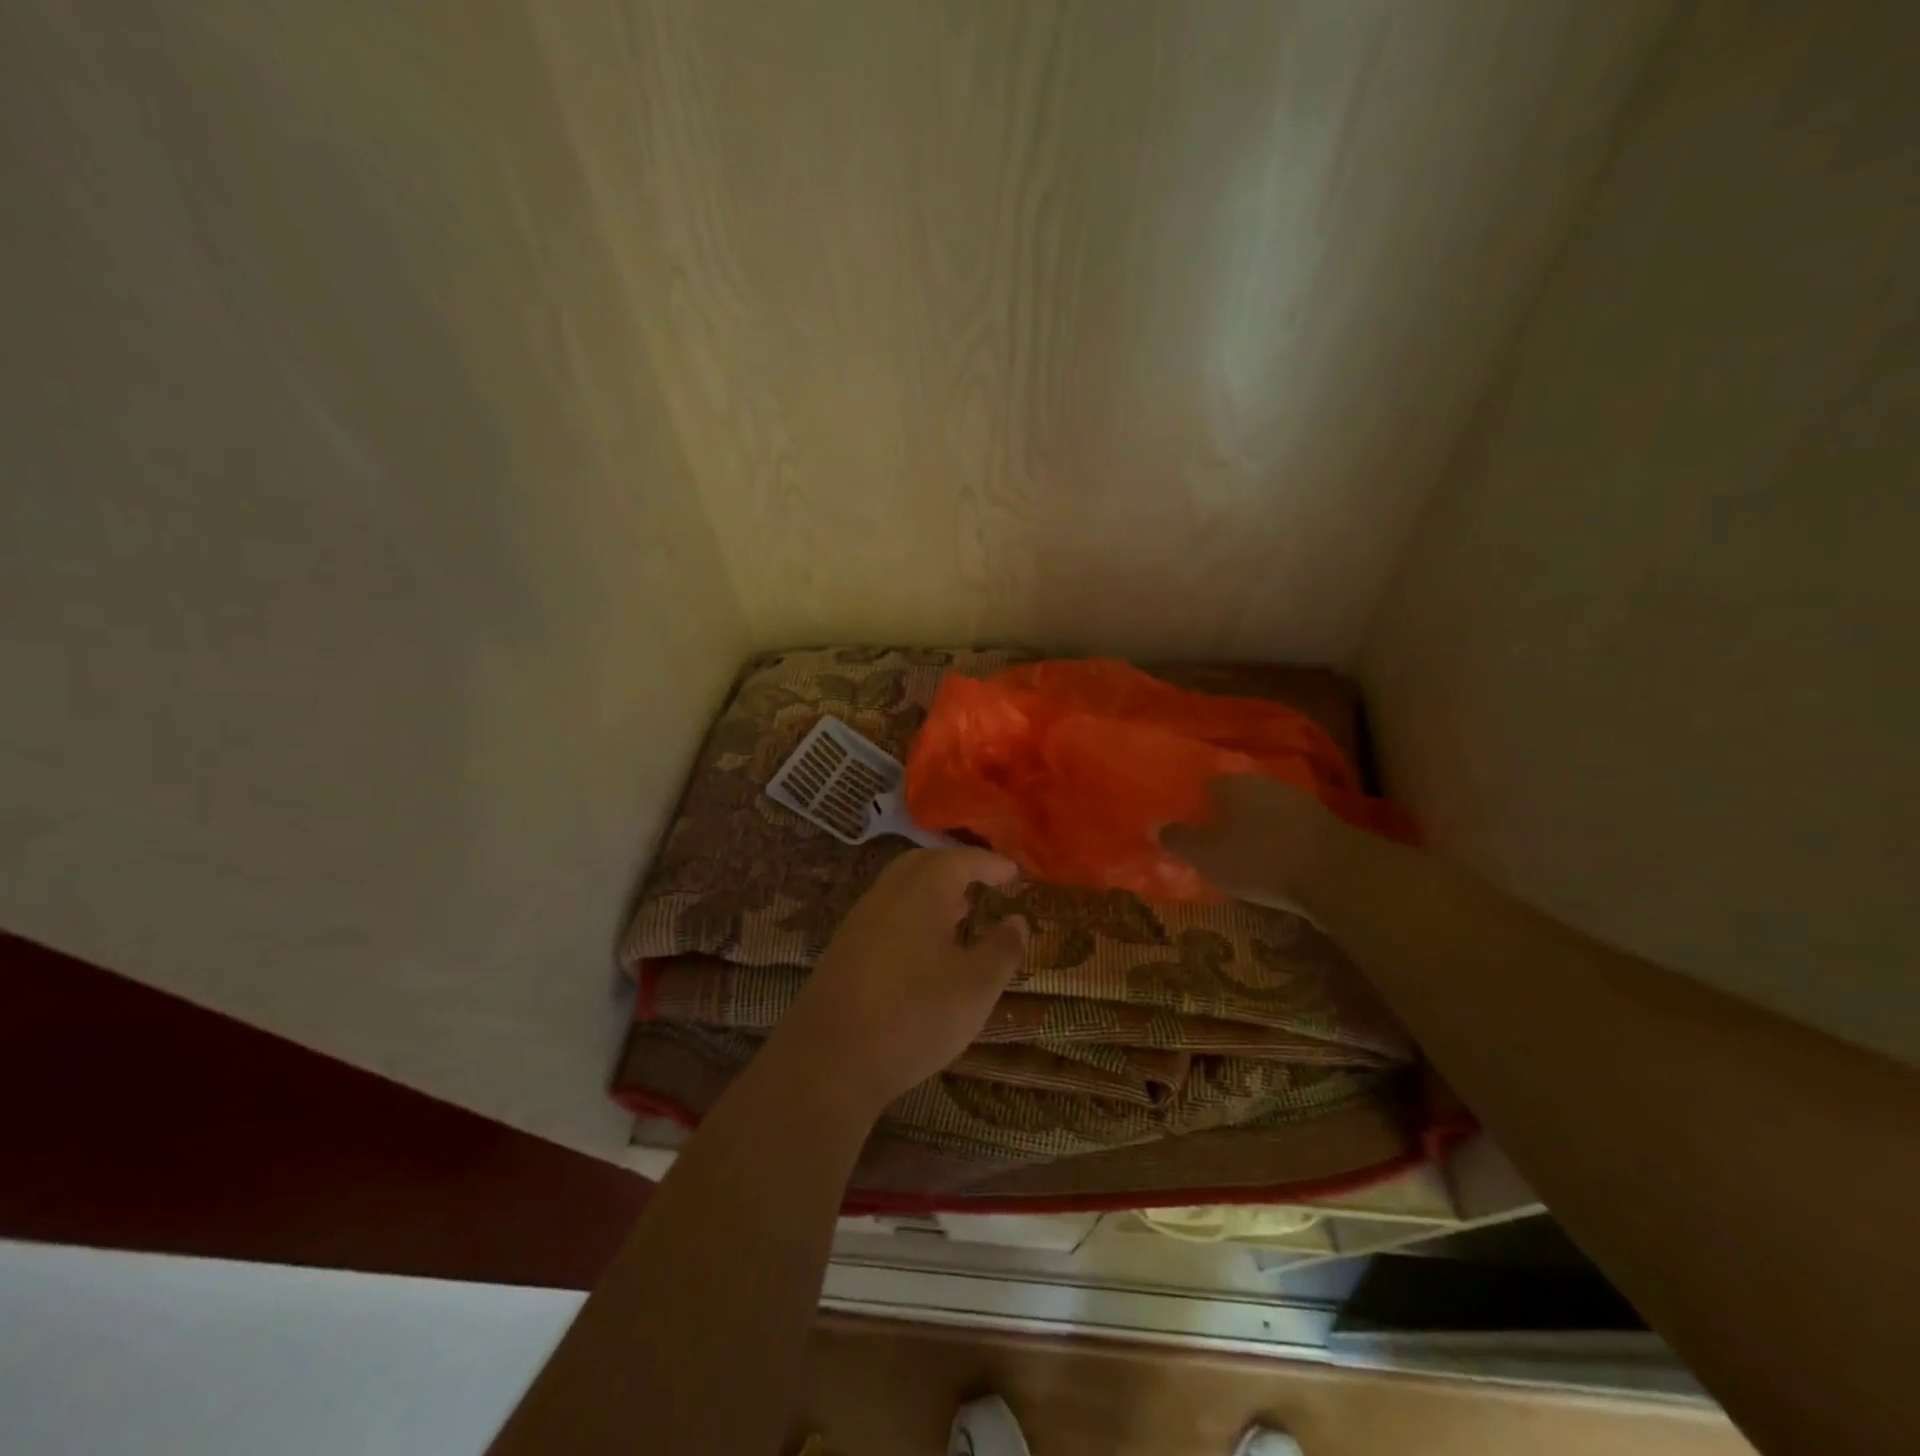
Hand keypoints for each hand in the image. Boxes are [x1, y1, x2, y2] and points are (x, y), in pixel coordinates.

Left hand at [778, 848, 1029, 1113]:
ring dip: (933, 893)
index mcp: (922, 890)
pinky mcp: (844, 947)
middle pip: (924, 864)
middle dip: (956, 869)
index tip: (1013, 873)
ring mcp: (860, 918)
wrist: (829, 1059)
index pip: (961, 860)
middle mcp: (887, 892)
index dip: (990, 863)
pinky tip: (925, 948)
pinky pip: (886, 913)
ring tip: (960, 914)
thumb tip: (1018, 920)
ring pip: (901, 888)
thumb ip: (1003, 949)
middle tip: (983, 884)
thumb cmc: (914, 1014)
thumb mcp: (976, 987)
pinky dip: (912, 914)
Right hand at [1159, 774, 1341, 918]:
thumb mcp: (1206, 855)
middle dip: (1221, 817)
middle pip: (1232, 798)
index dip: (1189, 806)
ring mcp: (1295, 801)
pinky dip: (1275, 841)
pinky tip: (1271, 862)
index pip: (1200, 786)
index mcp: (1229, 783)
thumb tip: (1154, 825)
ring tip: (1239, 856)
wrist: (1336, 874)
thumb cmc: (1258, 859)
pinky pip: (1285, 829)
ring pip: (1261, 813)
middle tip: (1208, 843)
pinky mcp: (1321, 823)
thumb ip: (1178, 839)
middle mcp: (1261, 783)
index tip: (1182, 825)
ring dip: (1250, 830)